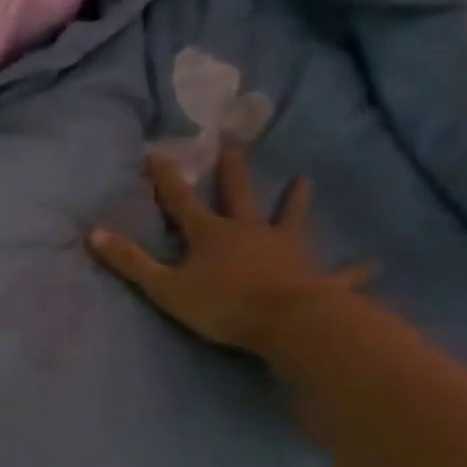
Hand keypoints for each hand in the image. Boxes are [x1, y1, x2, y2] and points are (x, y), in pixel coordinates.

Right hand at [88, 145, 371, 354]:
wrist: (287, 323)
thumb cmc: (222, 305)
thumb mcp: (165, 287)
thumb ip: (131, 261)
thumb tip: (93, 233)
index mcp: (210, 235)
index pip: (181, 200)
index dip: (166, 178)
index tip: (156, 152)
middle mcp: (249, 232)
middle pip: (238, 196)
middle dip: (232, 171)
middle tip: (235, 143)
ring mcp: (285, 250)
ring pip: (289, 220)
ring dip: (295, 201)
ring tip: (305, 180)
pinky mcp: (315, 276)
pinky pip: (337, 274)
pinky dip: (353, 271)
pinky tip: (374, 266)